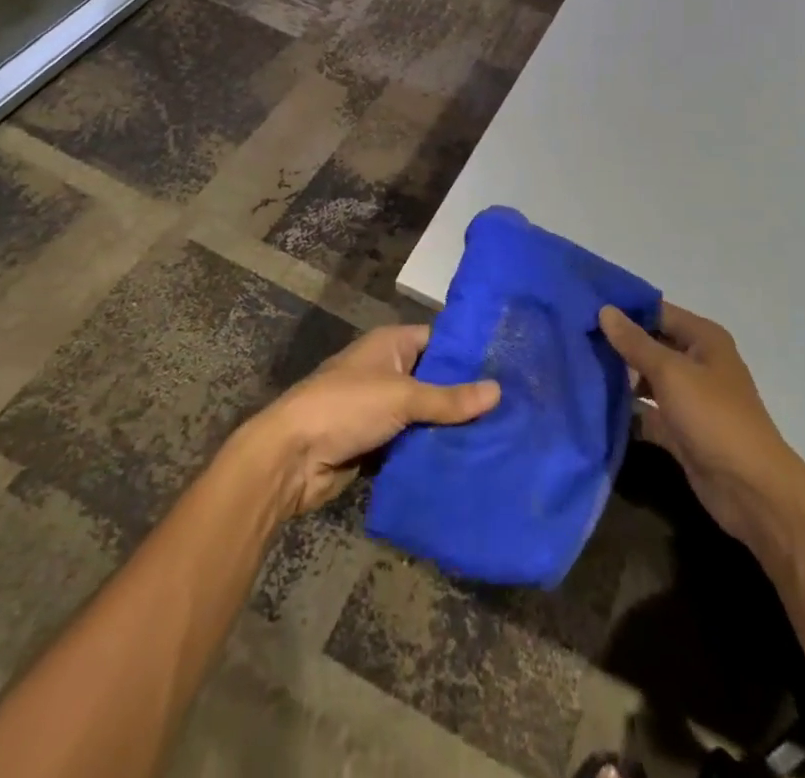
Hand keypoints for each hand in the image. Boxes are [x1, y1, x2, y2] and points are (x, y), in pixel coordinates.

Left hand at [241, 323, 499, 518]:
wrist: (290, 459)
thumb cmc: (346, 407)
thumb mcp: (402, 397)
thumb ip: (450, 399)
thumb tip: (499, 391)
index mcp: (391, 344)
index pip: (439, 341)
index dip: (469, 353)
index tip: (508, 366)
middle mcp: (387, 371)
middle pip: (435, 381)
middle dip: (465, 397)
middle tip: (514, 408)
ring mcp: (380, 410)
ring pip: (425, 417)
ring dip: (450, 429)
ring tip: (501, 437)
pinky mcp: (375, 445)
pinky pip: (412, 445)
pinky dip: (431, 453)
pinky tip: (468, 462)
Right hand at [599, 303, 804, 555]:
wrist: (751, 490)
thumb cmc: (714, 417)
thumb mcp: (671, 373)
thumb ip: (635, 343)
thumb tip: (605, 310)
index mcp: (703, 339)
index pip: (657, 311)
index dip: (624, 309)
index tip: (584, 307)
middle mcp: (697, 363)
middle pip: (651, 344)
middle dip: (617, 344)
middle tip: (573, 338)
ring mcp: (689, 399)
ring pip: (647, 379)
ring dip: (619, 378)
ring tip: (577, 369)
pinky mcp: (680, 431)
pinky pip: (648, 413)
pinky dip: (627, 411)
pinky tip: (594, 409)